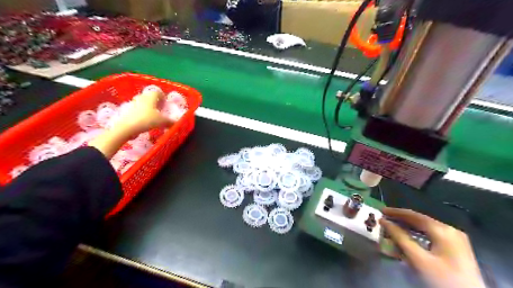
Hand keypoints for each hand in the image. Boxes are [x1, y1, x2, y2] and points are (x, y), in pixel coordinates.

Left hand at [89, 90, 172, 158]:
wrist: (127, 127)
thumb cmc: (147, 120)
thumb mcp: (162, 121)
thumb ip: (170, 122)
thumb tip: (177, 123)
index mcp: (150, 97)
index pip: (158, 92)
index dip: (163, 97)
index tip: (166, 104)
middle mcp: (141, 97)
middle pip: (150, 97)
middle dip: (155, 102)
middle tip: (160, 110)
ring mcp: (133, 103)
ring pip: (143, 103)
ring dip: (148, 108)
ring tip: (153, 116)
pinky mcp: (127, 111)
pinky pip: (137, 110)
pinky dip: (142, 113)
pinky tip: (145, 121)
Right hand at [381, 208, 485, 287]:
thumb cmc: (442, 279)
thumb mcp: (418, 258)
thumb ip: (400, 237)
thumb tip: (384, 222)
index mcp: (442, 229)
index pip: (414, 215)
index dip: (395, 212)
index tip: (380, 211)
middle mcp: (450, 230)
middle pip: (420, 220)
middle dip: (400, 220)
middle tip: (384, 219)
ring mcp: (455, 239)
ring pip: (425, 228)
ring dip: (407, 228)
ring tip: (392, 228)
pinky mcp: (455, 249)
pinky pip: (431, 236)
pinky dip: (417, 235)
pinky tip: (407, 238)